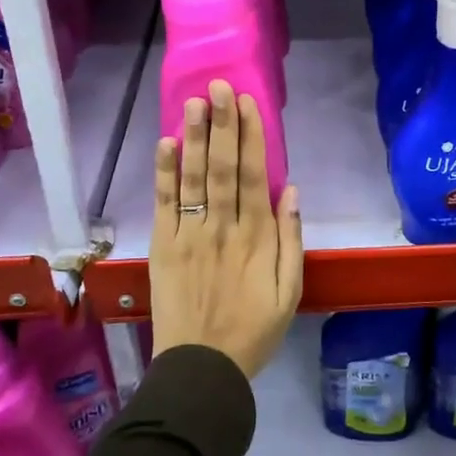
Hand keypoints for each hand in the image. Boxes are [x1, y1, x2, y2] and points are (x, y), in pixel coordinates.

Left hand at [150, 80, 303, 378]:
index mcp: (256, 237)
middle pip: (221, 167)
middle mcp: (222, 228)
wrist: (201, 368)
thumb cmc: (253, 330)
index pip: (252, 175)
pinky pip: (164, 204)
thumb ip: (291, 240)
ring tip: (194, 102)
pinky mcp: (164, 247)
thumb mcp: (290, 292)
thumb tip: (290, 190)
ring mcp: (189, 235)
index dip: (250, 136)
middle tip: (219, 86)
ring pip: (192, 178)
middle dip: (221, 124)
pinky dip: (164, 173)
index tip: (247, 103)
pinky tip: (166, 144)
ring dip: (193, 137)